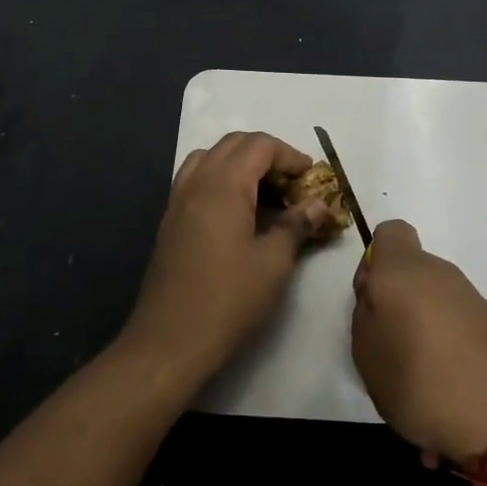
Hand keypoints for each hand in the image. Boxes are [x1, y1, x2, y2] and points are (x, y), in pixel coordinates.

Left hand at [121, 132, 336, 385]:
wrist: (169, 341)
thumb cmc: (228, 300)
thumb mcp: (273, 262)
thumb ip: (296, 225)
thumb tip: (317, 205)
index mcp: (223, 186)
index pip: (260, 146)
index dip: (290, 155)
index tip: (311, 178)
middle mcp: (197, 183)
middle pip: (233, 144)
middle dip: (267, 154)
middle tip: (292, 183)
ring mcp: (178, 201)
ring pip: (210, 158)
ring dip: (240, 163)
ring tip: (265, 192)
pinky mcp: (170, 221)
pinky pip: (196, 179)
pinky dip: (220, 179)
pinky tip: (237, 211)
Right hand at [352, 220, 486, 463]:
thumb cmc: (420, 377)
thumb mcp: (366, 352)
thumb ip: (364, 315)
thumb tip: (378, 299)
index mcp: (403, 269)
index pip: (389, 233)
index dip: (374, 261)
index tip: (371, 301)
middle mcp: (440, 273)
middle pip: (410, 273)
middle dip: (397, 304)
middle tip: (388, 348)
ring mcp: (471, 298)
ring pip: (433, 302)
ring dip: (422, 331)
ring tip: (417, 380)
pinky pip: (456, 326)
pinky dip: (447, 349)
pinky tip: (444, 390)